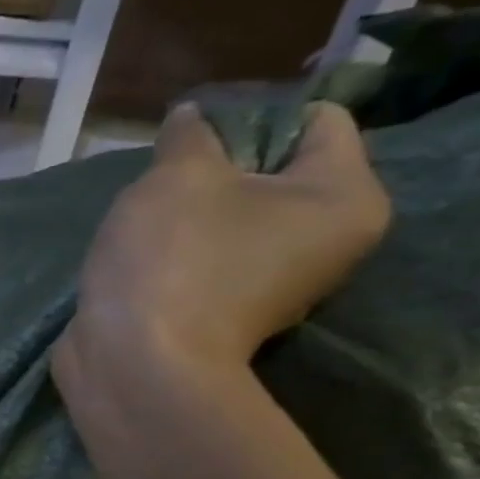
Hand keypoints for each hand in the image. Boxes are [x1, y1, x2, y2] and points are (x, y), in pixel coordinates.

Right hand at [55, 101, 391, 385]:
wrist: (135, 363)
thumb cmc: (173, 258)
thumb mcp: (178, 176)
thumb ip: (189, 136)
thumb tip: (192, 117)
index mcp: (344, 197)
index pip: (317, 122)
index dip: (253, 115)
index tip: (194, 136)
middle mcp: (326, 241)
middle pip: (275, 172)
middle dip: (215, 169)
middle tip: (165, 181)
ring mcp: (276, 283)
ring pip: (235, 219)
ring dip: (189, 213)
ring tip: (146, 221)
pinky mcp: (227, 311)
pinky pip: (208, 258)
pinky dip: (178, 251)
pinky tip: (142, 257)